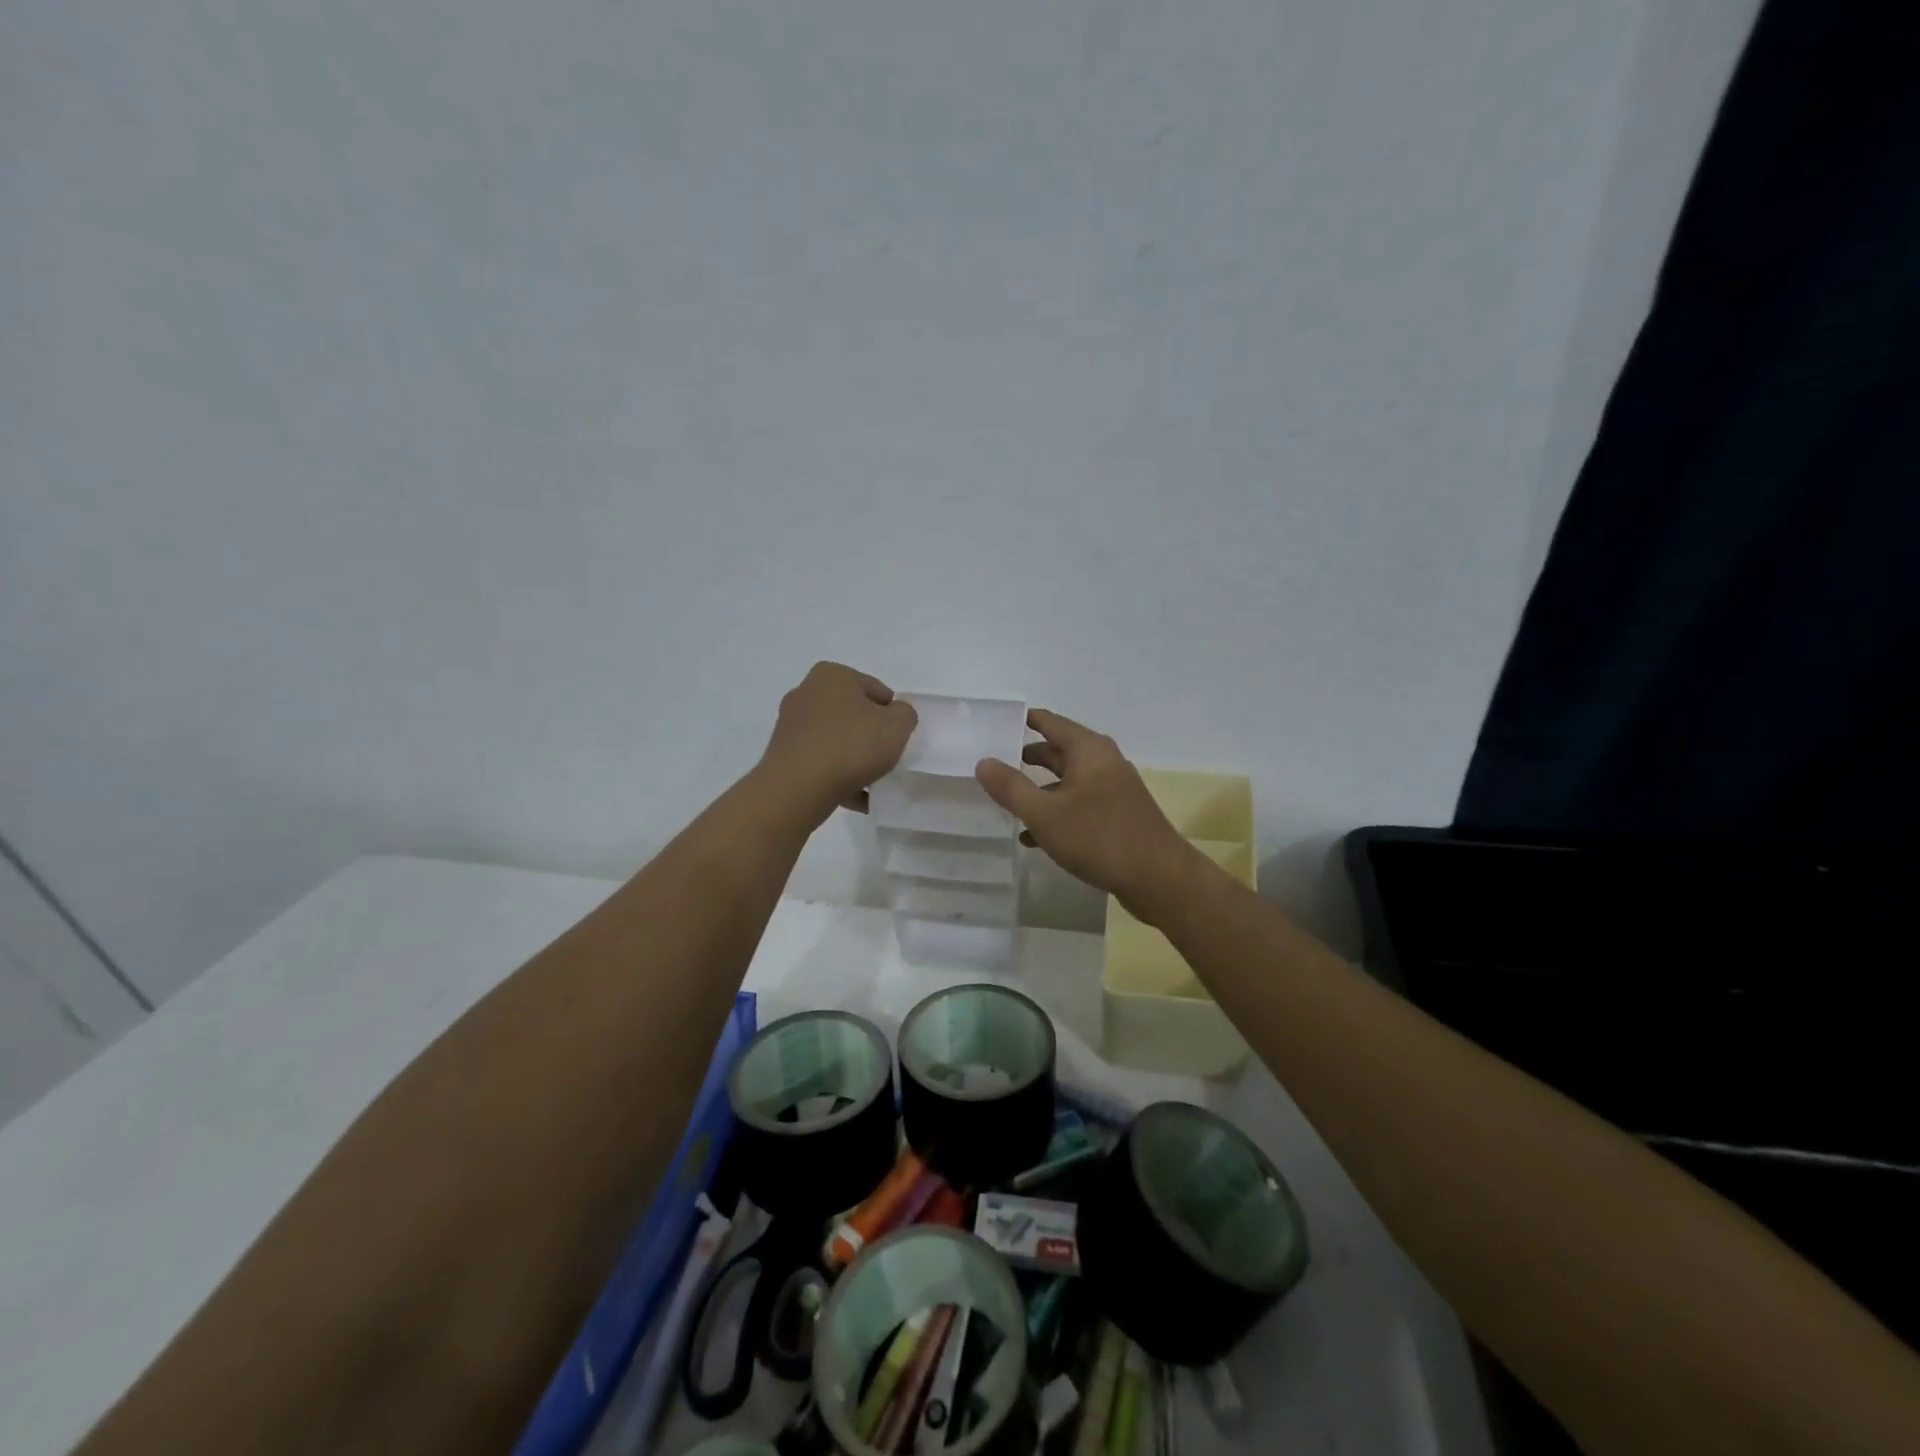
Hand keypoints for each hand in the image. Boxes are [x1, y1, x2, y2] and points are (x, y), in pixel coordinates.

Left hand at [760, 662, 917, 821]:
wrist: (798, 788)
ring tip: (872, 782)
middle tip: (885, 758)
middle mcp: (806, 693)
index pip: (877, 691)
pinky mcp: (784, 755)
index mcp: (832, 675)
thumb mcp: (897, 726)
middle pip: (853, 714)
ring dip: (854, 758)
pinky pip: (821, 763)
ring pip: (836, 740)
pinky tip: (858, 798)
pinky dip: (838, 777)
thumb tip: (894, 716)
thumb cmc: (851, 746)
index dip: (892, 715)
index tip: (897, 738)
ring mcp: (791, 725)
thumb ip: (905, 714)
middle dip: (870, 734)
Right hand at [975, 710, 1194, 916]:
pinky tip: (1033, 837)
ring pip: (1067, 781)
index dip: (1021, 721)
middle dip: (1025, 758)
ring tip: (1005, 803)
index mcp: (1089, 750)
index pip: (1049, 722)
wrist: (1159, 879)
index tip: (994, 724)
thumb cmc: (1099, 838)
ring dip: (1038, 791)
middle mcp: (1103, 762)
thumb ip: (1011, 787)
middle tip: (992, 764)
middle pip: (1057, 751)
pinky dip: (1056, 812)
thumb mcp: (1045, 814)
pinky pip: (1079, 804)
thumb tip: (983, 761)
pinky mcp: (1118, 815)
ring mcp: (1113, 789)